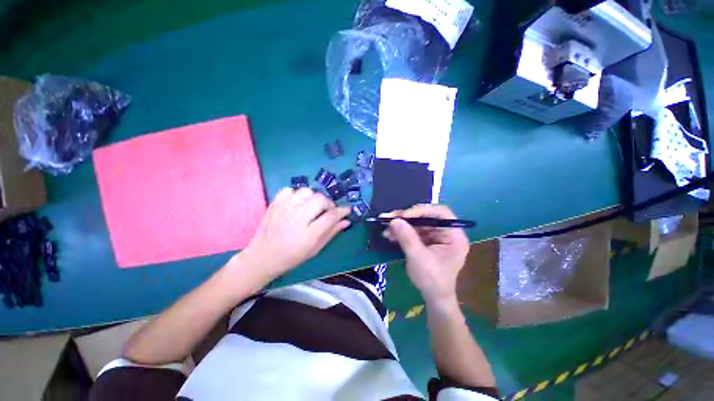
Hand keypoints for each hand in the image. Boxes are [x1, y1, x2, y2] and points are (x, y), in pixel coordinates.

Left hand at [235, 188, 350, 280]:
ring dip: (314, 198)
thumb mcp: (315, 249)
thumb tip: (346, 221)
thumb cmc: (291, 256)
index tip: (347, 210)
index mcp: (308, 234)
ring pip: (307, 191)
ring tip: (311, 207)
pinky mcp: (274, 203)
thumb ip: (331, 232)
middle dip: (328, 204)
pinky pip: (290, 190)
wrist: (262, 256)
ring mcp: (284, 209)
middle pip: (320, 199)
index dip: (342, 211)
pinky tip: (297, 204)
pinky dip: (297, 194)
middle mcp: (297, 218)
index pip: (331, 215)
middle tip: (326, 211)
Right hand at [384, 205, 468, 305]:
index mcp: (454, 235)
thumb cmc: (432, 280)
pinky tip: (390, 235)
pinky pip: (413, 231)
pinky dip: (401, 232)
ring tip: (385, 228)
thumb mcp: (419, 258)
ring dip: (401, 225)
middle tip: (389, 218)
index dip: (422, 210)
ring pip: (417, 223)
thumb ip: (407, 238)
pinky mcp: (426, 241)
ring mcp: (436, 236)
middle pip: (426, 217)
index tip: (404, 215)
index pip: (441, 213)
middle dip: (406, 218)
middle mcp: (446, 232)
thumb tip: (394, 220)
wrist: (433, 298)